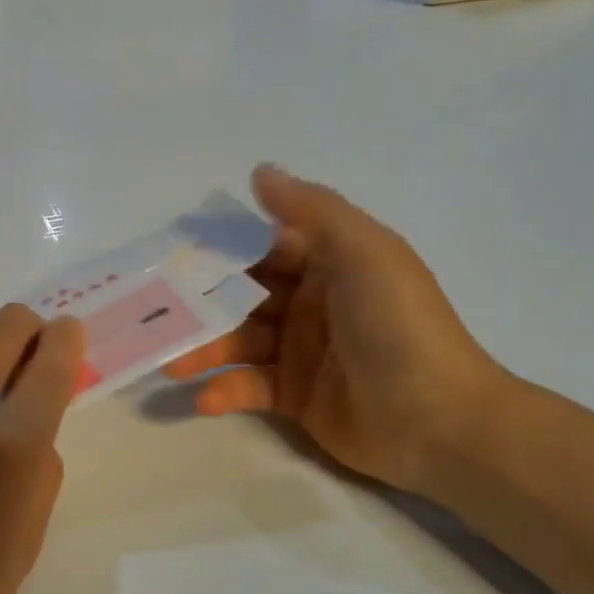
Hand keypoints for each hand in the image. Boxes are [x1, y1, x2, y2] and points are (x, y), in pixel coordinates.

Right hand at [164, 164, 508, 495]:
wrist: (440, 422)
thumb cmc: (398, 326)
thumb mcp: (363, 252)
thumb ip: (310, 210)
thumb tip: (260, 171)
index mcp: (330, 263)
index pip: (264, 247)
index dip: (222, 249)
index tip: (173, 254)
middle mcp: (312, 302)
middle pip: (243, 295)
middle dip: (202, 302)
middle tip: (154, 311)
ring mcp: (302, 351)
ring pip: (239, 341)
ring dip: (204, 349)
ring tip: (168, 362)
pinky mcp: (296, 397)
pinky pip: (250, 386)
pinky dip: (225, 389)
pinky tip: (203, 399)